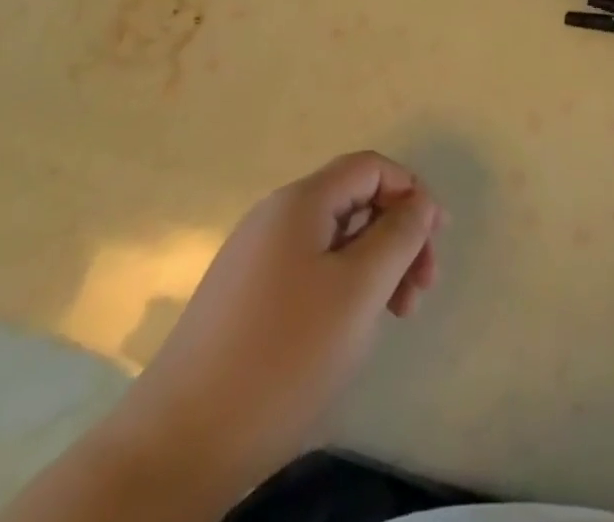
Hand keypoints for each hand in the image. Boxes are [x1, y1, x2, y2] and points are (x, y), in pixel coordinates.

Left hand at [116, 151, 443, 497]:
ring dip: (374, 265)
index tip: (437, 242)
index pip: (370, 167)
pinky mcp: (244, 298)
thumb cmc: (282, 357)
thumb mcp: (358, 291)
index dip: (411, 192)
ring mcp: (254, 258)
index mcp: (300, 202)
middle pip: (354, 201)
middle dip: (396, 236)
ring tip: (394, 316)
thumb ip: (398, 236)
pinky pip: (309, 270)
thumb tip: (420, 201)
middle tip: (420, 290)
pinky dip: (343, 287)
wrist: (176, 446)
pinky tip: (349, 329)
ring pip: (334, 240)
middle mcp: (274, 217)